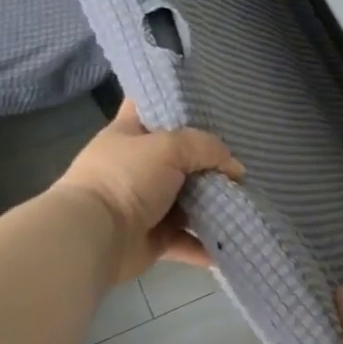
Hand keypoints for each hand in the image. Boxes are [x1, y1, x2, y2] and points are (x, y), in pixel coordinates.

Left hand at [52, 99, 243, 283]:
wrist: (94, 236)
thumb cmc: (126, 178)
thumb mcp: (169, 147)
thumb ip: (207, 148)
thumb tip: (236, 168)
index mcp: (129, 134)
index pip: (151, 106)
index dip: (175, 100)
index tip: (210, 100)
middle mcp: (137, 166)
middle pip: (180, 156)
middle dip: (210, 158)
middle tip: (245, 153)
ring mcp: (146, 203)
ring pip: (188, 200)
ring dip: (214, 202)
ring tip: (248, 197)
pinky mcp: (154, 237)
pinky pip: (188, 239)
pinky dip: (208, 244)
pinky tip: (236, 238)